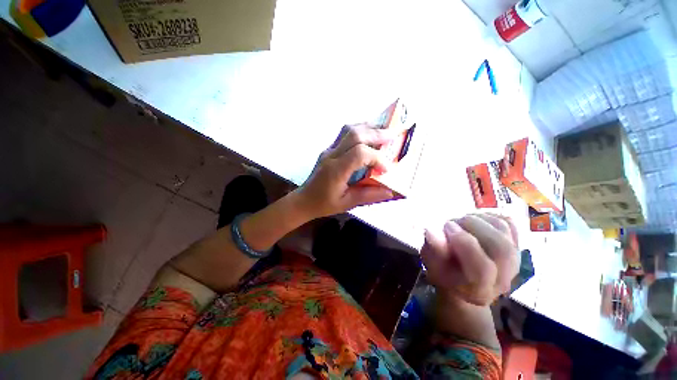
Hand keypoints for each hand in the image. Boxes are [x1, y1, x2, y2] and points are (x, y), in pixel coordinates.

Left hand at [295, 123, 395, 218]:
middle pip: (354, 135)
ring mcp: (328, 150)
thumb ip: (368, 196)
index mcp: (336, 170)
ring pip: (348, 130)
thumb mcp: (347, 203)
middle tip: (393, 135)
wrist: (303, 200)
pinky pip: (344, 134)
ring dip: (367, 128)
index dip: (376, 158)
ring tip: (383, 131)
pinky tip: (368, 136)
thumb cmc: (323, 204)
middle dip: (376, 133)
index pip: (359, 154)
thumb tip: (389, 192)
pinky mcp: (328, 150)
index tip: (386, 169)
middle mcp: (331, 155)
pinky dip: (359, 131)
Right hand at [421, 214, 519, 306]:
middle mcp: (503, 279)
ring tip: (460, 221)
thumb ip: (434, 250)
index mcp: (479, 290)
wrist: (463, 282)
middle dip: (474, 227)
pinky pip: (509, 224)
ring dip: (479, 220)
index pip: (483, 269)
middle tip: (453, 221)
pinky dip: (490, 217)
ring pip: (504, 232)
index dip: (464, 243)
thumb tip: (431, 230)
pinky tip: (474, 221)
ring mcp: (514, 262)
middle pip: (501, 248)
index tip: (446, 226)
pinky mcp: (516, 247)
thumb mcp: (433, 265)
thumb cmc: (444, 274)